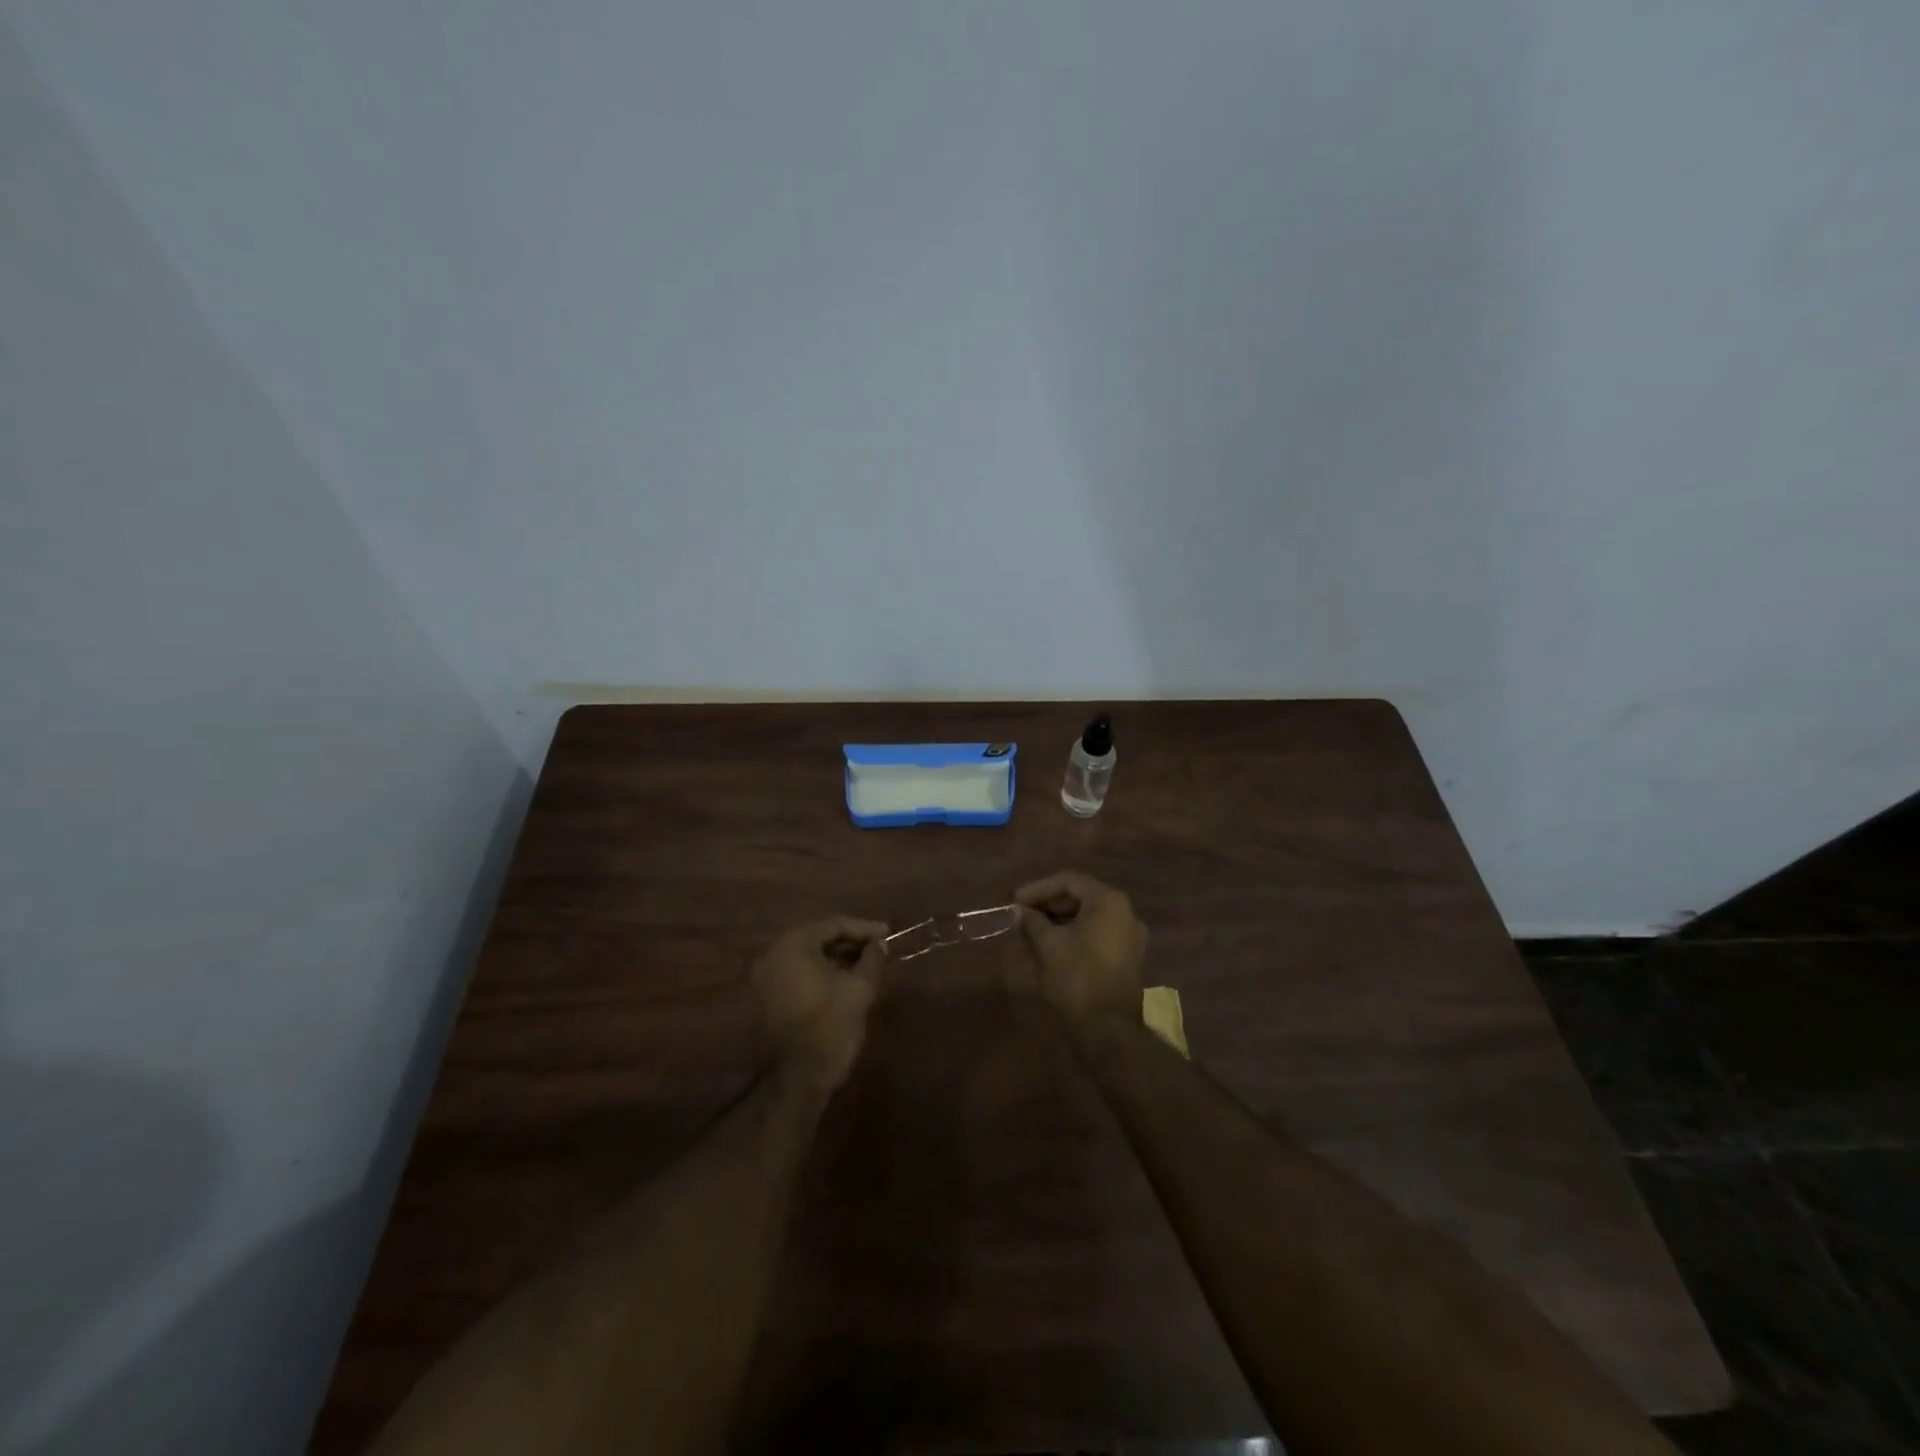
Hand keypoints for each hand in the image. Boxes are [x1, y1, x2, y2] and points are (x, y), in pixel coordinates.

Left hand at [750, 917, 888, 1092]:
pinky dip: (821, 972)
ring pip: (808, 957)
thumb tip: (880, 944)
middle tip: (878, 947)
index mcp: (793, 946)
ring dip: (837, 958)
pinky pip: (798, 973)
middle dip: (850, 942)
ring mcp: (766, 977)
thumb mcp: (859, 989)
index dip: (863, 928)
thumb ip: (872, 959)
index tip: (887, 933)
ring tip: (866, 963)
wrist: (797, 1080)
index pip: (833, 925)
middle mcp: (773, 955)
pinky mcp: (767, 998)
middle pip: (818, 938)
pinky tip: (844, 980)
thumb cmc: (829, 1027)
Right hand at [1013, 871, 1147, 1024]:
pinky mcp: (1126, 957)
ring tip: (1030, 929)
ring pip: (1088, 917)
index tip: (1014, 901)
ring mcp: (1129, 936)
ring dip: (1058, 919)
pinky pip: (1095, 934)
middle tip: (1020, 914)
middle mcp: (1125, 913)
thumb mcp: (1048, 945)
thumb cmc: (1077, 978)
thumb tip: (1018, 911)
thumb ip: (1031, 922)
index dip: (1037, 889)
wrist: (1108, 1029)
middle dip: (1048, 904)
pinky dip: (1072, 934)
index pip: (1068, 881)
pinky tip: (1050, 944)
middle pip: (1080, 896)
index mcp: (1109, 902)